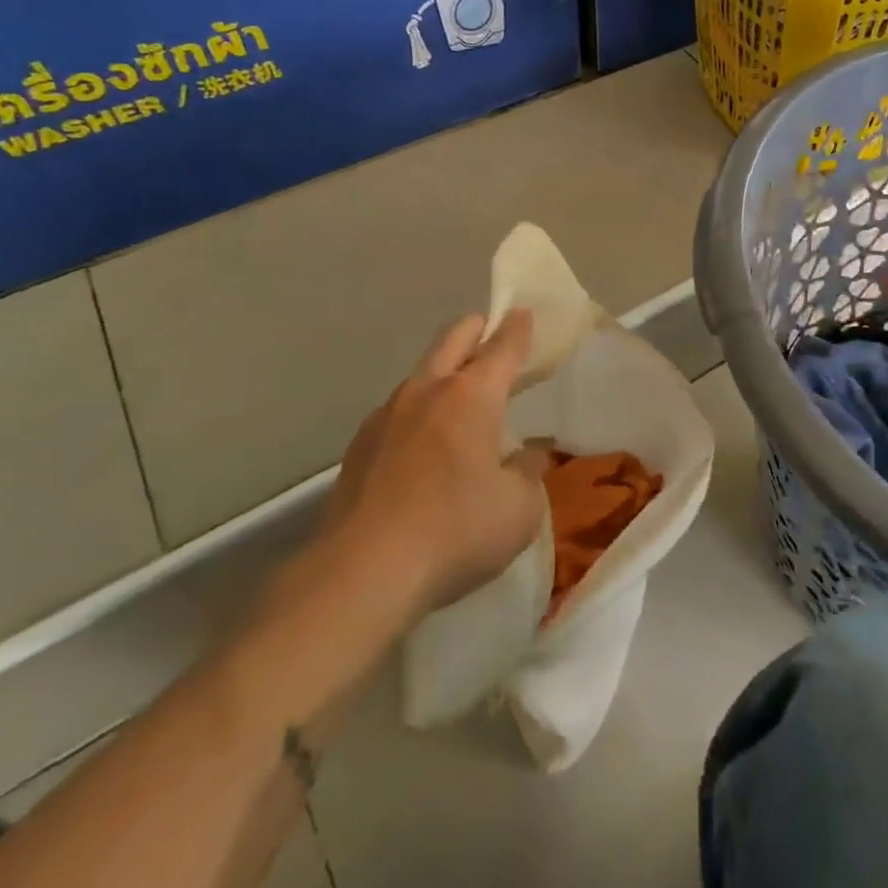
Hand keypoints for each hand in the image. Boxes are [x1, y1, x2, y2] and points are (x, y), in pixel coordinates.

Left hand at [318, 310, 542, 617]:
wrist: (361, 573)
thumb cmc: (456, 532)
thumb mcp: (518, 509)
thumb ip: (528, 473)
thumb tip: (528, 455)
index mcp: (471, 396)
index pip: (502, 347)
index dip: (518, 328)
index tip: (524, 313)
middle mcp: (426, 392)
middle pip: (453, 338)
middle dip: (477, 329)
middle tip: (492, 334)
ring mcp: (386, 416)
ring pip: (421, 373)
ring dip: (444, 373)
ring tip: (461, 400)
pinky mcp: (359, 446)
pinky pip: (397, 411)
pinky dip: (419, 412)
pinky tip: (423, 446)